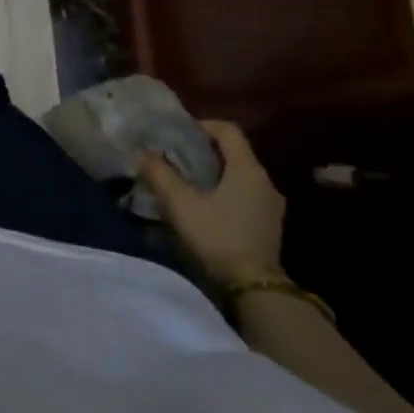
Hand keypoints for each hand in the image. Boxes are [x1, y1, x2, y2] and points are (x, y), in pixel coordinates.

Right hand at [138, 121, 283, 287]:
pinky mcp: (270, 225)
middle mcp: (265, 181)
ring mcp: (271, 204)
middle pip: (234, 153)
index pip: (228, 130)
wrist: (255, 287)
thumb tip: (142, 152)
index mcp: (247, 169)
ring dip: (214, 174)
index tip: (177, 133)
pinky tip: (205, 208)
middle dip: (204, 151)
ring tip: (187, 184)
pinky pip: (245, 195)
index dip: (202, 125)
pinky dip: (225, 192)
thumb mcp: (180, 204)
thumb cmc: (217, 237)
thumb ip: (160, 175)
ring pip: (240, 176)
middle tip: (175, 158)